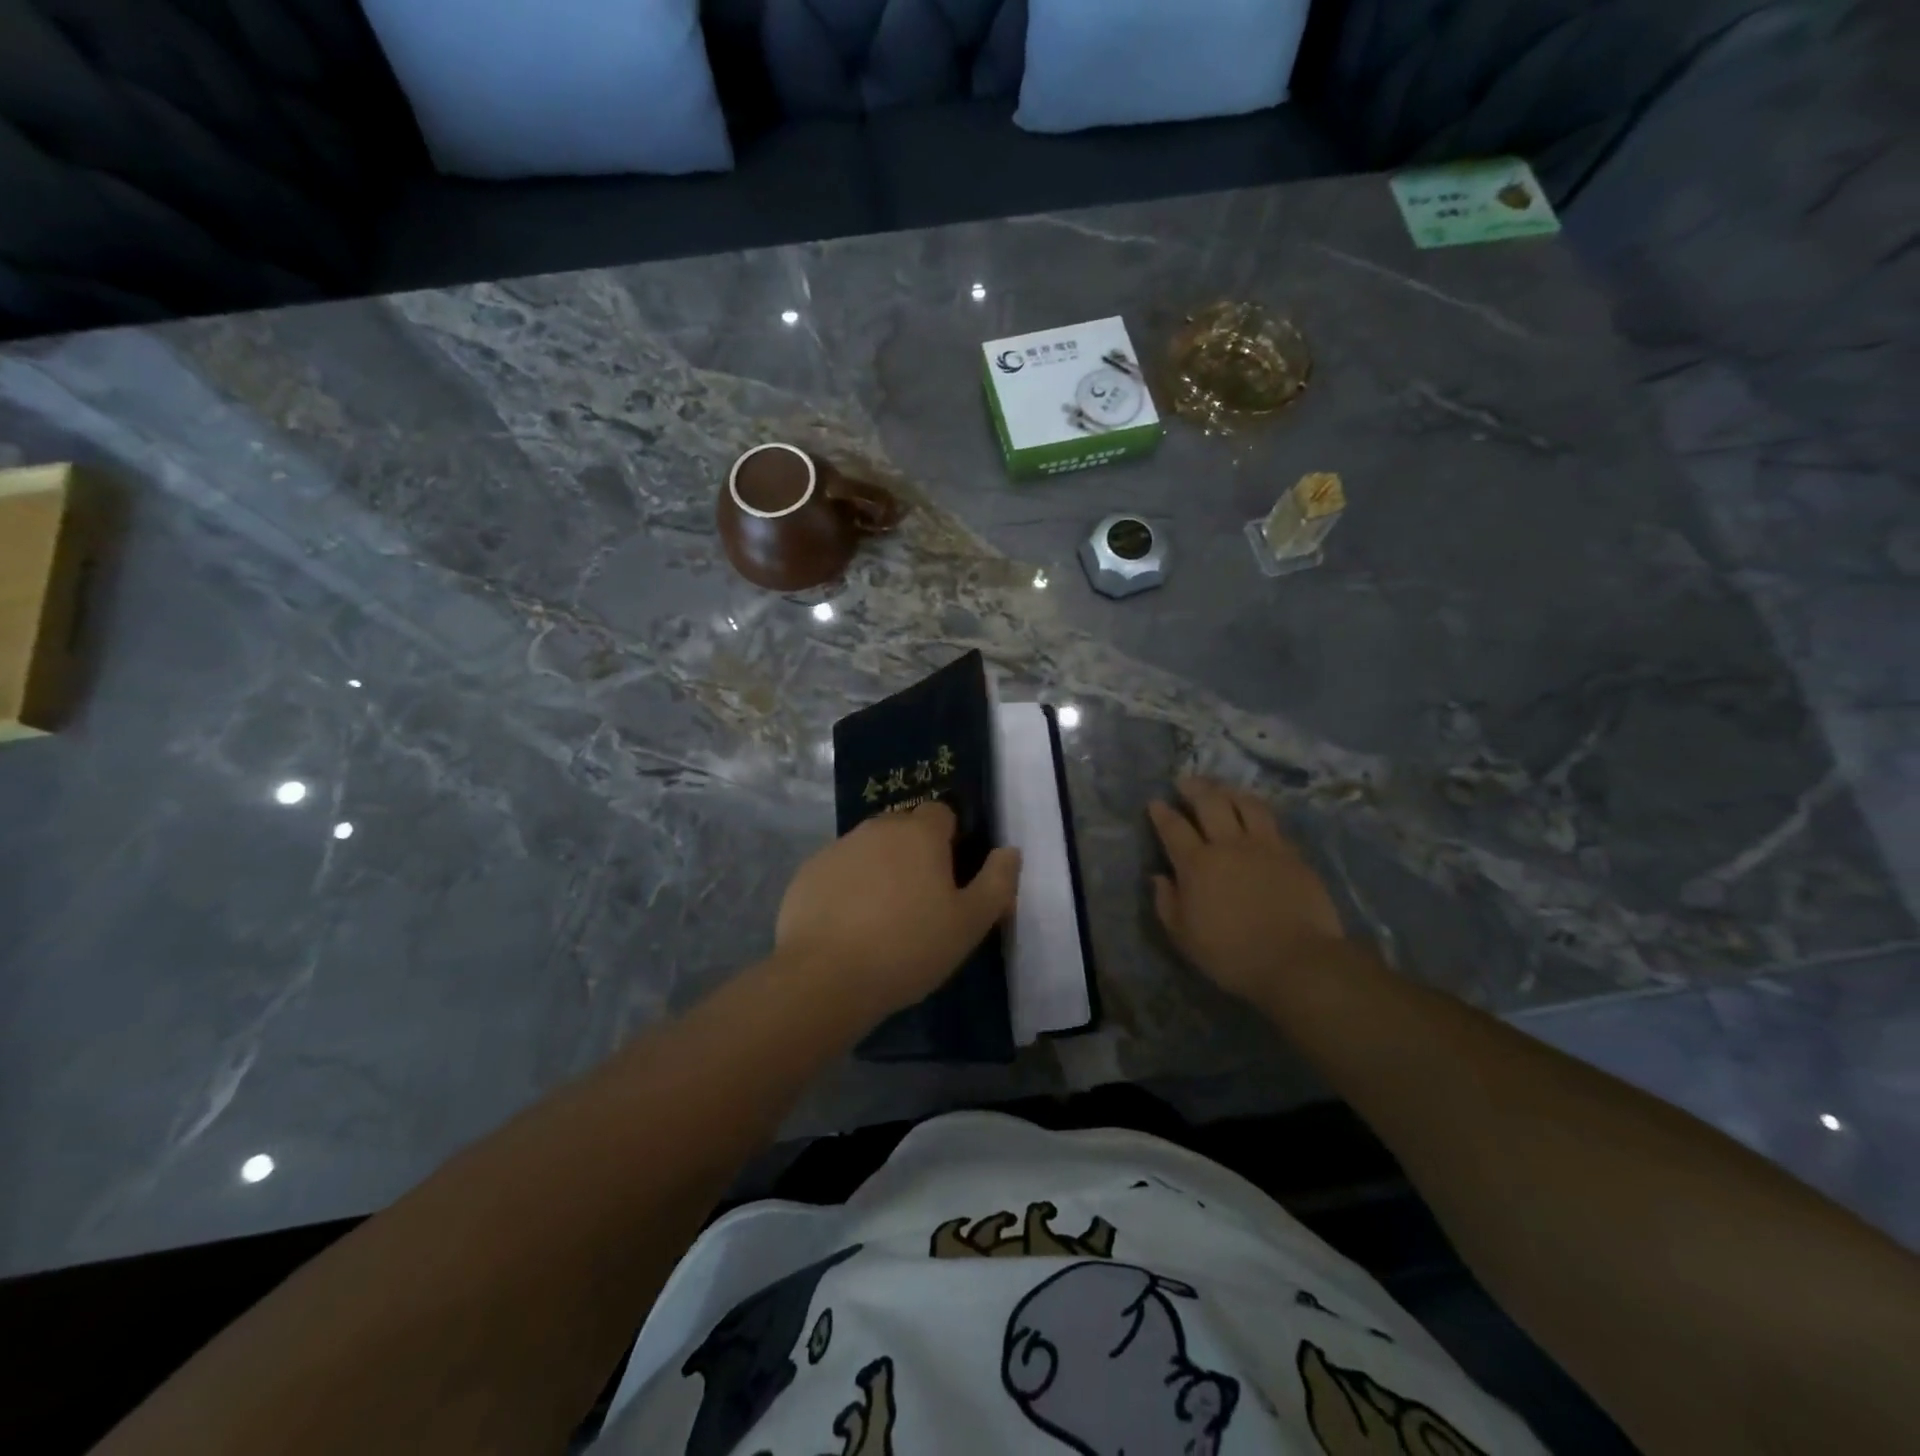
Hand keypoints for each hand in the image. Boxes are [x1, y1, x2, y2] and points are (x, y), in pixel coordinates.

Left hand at [776, 802, 1020, 1017]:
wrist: (825, 977)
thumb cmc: (909, 947)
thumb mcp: (970, 923)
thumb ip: (997, 882)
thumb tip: (1009, 851)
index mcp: (919, 833)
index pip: (941, 813)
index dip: (950, 840)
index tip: (950, 878)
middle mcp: (876, 828)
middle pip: (903, 828)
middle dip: (914, 852)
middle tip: (920, 901)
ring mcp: (837, 848)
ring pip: (869, 849)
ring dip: (880, 869)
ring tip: (882, 917)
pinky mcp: (807, 873)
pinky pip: (838, 871)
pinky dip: (847, 887)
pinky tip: (848, 926)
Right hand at [1148, 776, 1345, 1001]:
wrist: (1296, 960)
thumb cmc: (1231, 954)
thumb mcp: (1184, 937)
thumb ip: (1167, 903)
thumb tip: (1159, 877)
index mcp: (1197, 864)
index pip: (1173, 828)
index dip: (1162, 813)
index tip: (1156, 802)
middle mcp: (1229, 845)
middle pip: (1210, 802)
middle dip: (1195, 787)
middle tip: (1186, 781)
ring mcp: (1265, 846)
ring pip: (1246, 804)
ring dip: (1230, 791)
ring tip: (1223, 789)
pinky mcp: (1293, 855)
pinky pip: (1273, 824)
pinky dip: (1258, 813)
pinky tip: (1256, 816)